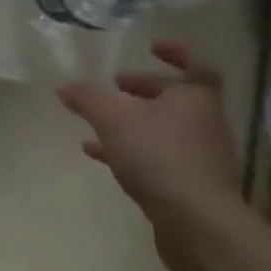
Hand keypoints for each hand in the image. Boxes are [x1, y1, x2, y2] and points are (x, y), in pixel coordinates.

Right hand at [58, 40, 246, 270]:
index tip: (150, 47)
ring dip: (135, 121)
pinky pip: (160, 157)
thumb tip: (65, 86)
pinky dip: (133, 151)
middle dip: (144, 89)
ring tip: (100, 122)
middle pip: (176, 97)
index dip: (175, 52)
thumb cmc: (159, 157)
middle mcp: (205, 122)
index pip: (195, 64)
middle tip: (115, 85)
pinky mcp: (192, 185)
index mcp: (196, 98)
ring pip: (165, 128)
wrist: (197, 223)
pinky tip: (101, 156)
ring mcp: (202, 156)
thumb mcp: (113, 120)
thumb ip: (88, 99)